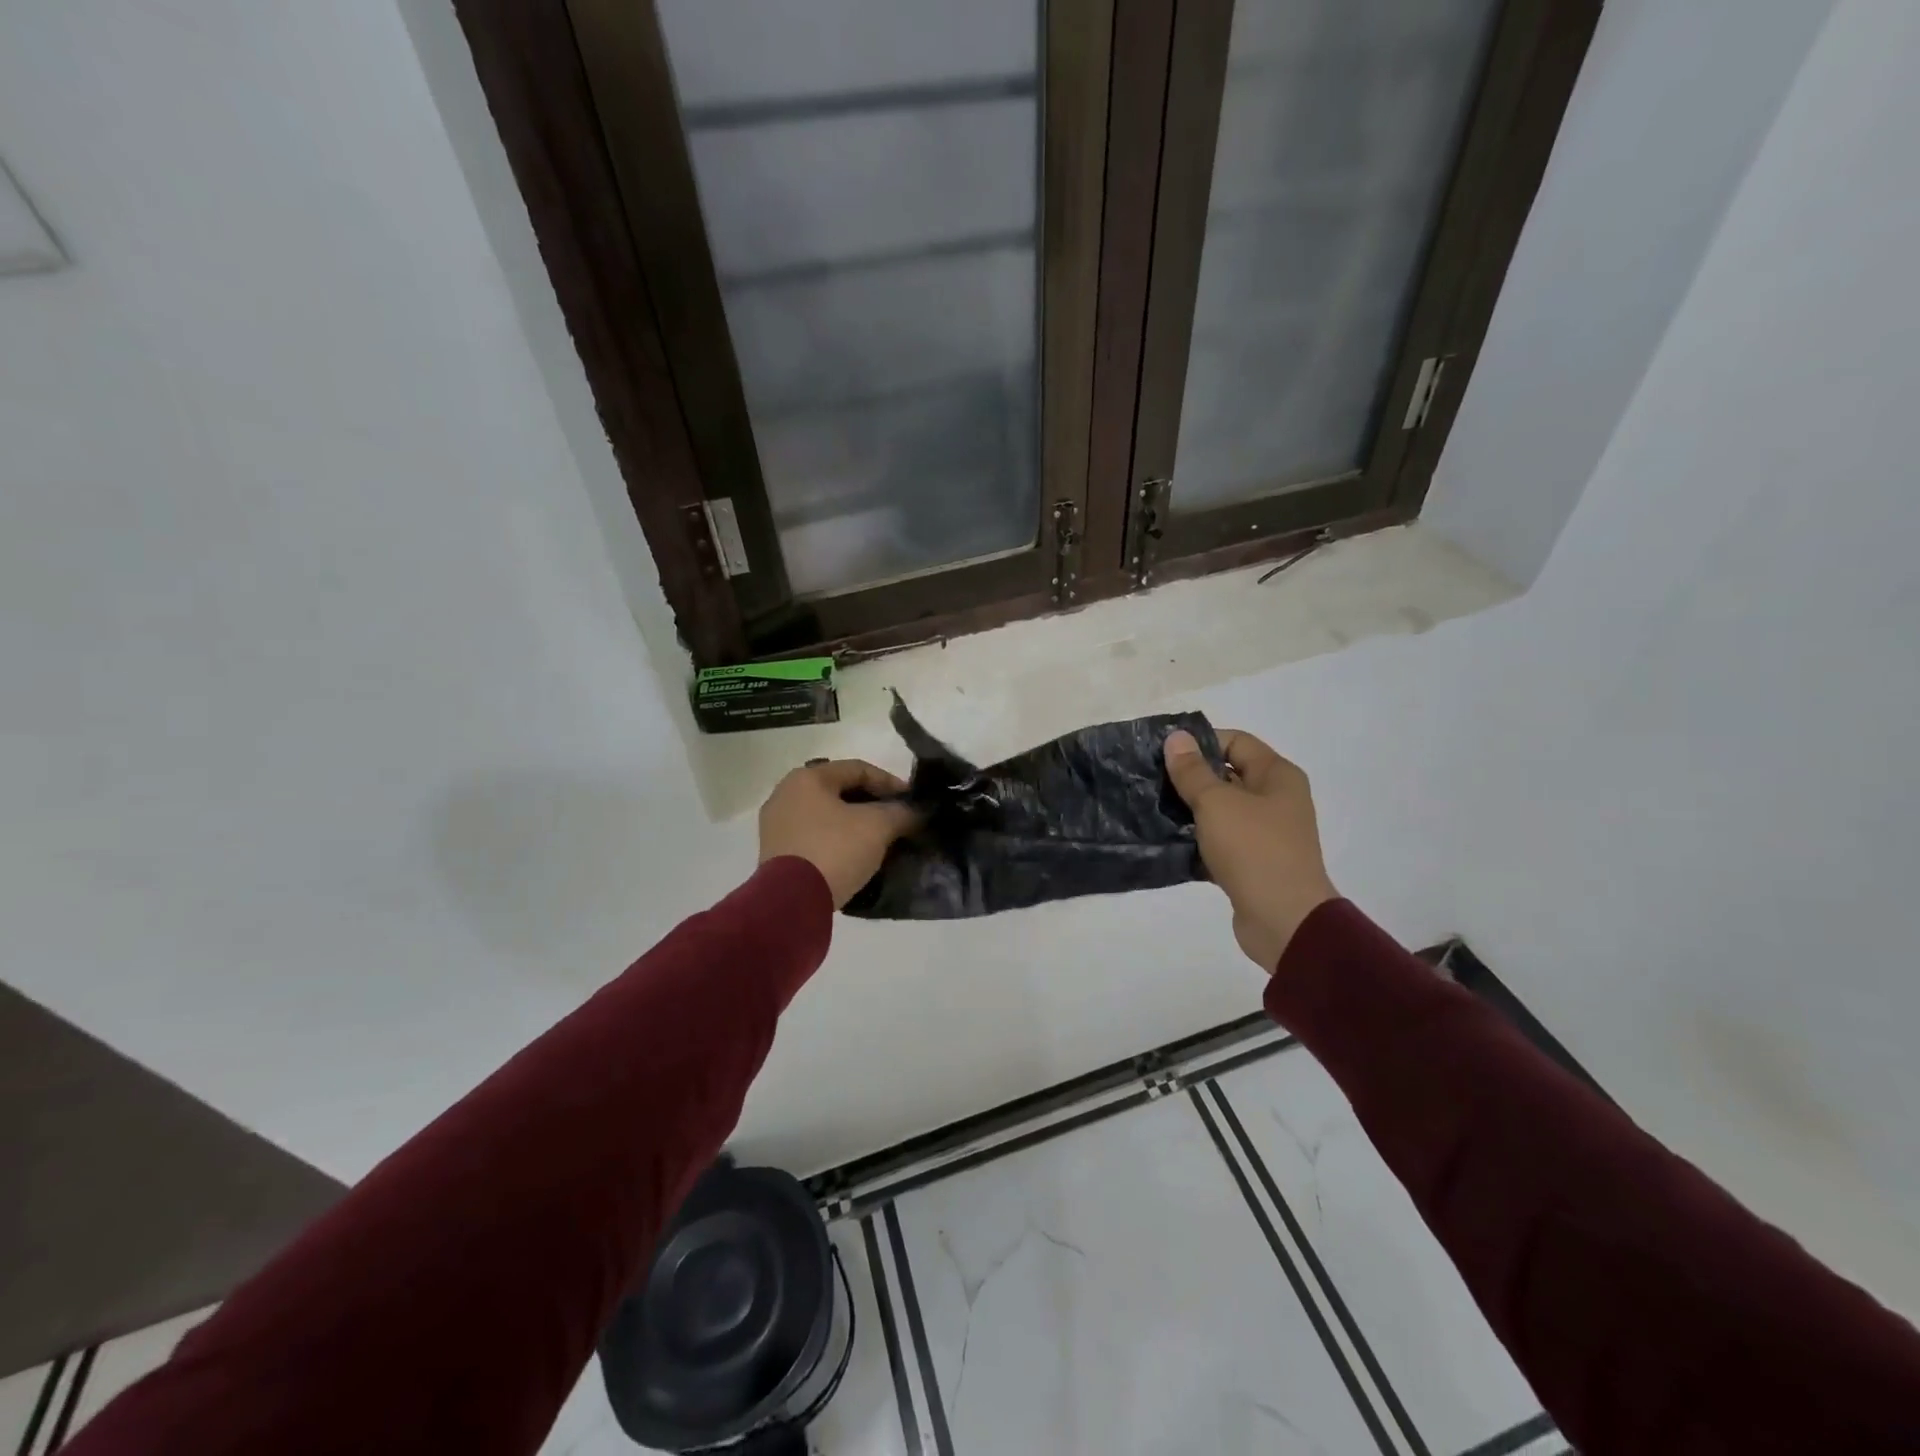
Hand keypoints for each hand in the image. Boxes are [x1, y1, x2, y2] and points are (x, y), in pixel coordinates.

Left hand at [758, 760, 918, 908]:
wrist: (791, 902)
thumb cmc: (834, 850)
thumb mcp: (878, 826)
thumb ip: (901, 812)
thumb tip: (915, 812)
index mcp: (807, 778)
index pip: (859, 769)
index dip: (891, 782)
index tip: (912, 802)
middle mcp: (785, 794)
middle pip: (841, 792)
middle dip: (873, 805)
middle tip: (898, 820)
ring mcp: (775, 825)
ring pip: (827, 817)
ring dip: (855, 825)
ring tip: (881, 841)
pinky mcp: (774, 854)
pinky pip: (814, 838)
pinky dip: (837, 842)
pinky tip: (856, 857)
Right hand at [1164, 729, 1337, 972]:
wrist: (1283, 920)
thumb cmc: (1253, 849)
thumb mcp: (1216, 803)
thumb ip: (1192, 770)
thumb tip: (1176, 737)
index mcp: (1277, 776)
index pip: (1236, 742)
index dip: (1200, 743)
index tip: (1163, 754)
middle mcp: (1276, 799)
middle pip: (1228, 775)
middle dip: (1190, 777)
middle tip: (1151, 782)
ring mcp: (1266, 833)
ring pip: (1221, 811)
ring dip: (1190, 810)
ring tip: (1153, 810)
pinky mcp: (1253, 863)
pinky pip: (1220, 842)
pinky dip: (1197, 841)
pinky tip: (1167, 842)